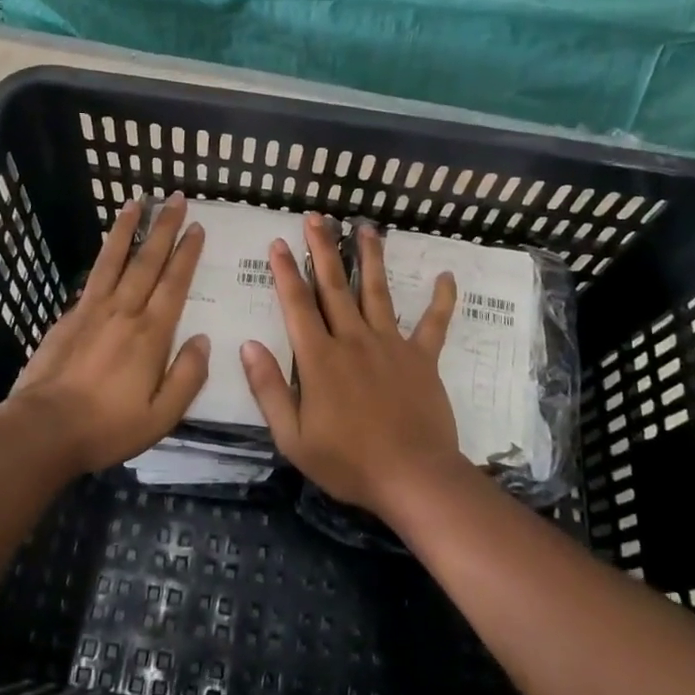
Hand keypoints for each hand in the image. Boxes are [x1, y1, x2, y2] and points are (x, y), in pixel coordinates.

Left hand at [5, 193, 208, 473]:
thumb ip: (187, 376)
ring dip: (126, 229)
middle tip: (174, 199)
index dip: (187, 253)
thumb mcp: (162, 416)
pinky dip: (102, 256)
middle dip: (163, 227)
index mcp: (151, 333)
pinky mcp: (68, 318)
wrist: (43, 429)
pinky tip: (106, 249)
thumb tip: (203, 341)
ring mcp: (92, 310)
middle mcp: (123, 311)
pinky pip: (92, 277)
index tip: (196, 227)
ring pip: (113, 259)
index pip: (174, 282)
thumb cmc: (108, 426)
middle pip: (147, 260)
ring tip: (135, 202)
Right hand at [241, 213, 464, 515]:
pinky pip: (433, 324)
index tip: (279, 242)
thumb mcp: (293, 437)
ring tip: (365, 227)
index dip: (286, 272)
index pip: (297, 305)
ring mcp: (391, 345)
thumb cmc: (348, 462)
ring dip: (370, 257)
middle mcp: (353, 340)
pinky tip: (447, 277)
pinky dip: (441, 301)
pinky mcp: (422, 358)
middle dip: (323, 248)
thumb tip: (247, 345)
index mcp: (319, 359)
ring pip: (377, 291)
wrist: (413, 477)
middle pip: (335, 286)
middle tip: (317, 217)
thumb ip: (268, 389)